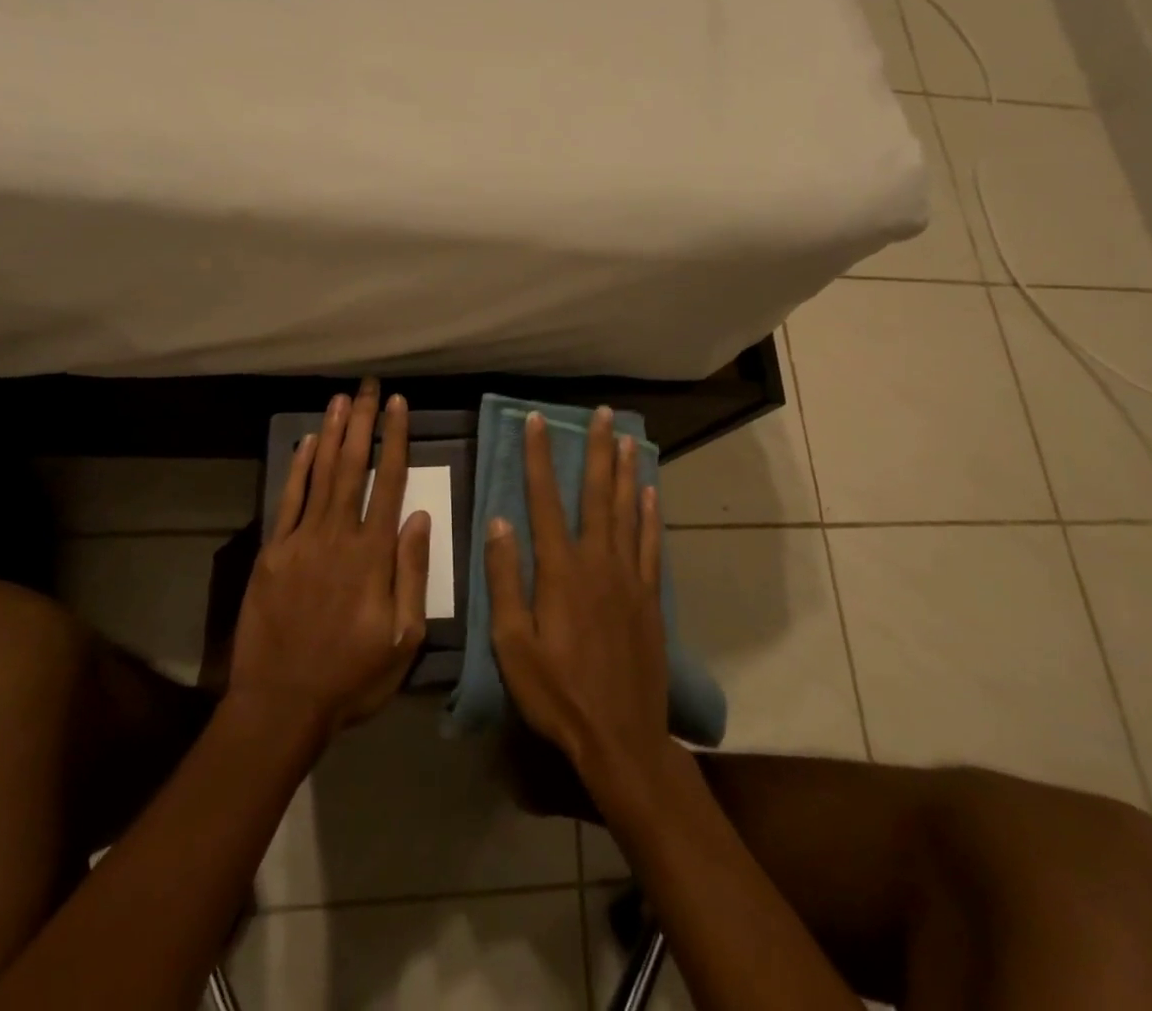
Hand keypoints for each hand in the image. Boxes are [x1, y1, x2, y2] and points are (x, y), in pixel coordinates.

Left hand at [228, 379, 431, 739]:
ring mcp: (301, 540)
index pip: (388, 482)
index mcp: (373, 554)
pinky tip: (306, 442)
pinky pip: (288, 500)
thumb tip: (420, 516)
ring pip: (320, 474)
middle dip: (363, 422)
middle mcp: (337, 535)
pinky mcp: (272, 552)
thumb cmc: (352, 676)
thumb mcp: (403, 638)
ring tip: (342, 399)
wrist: (281, 704)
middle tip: (369, 386)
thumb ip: (412, 573)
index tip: (399, 405)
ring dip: (332, 433)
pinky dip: (298, 468)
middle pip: (353, 466)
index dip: (395, 440)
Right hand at [485, 408, 677, 810]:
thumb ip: (505, 580)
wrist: (621, 737)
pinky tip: (651, 493)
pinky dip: (651, 516)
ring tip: (629, 438)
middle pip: (597, 494)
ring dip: (627, 472)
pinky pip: (651, 545)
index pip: (544, 500)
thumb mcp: (512, 644)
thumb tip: (499, 521)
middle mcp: (598, 562)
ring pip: (628, 511)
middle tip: (604, 414)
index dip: (539, 457)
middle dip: (598, 450)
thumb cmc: (557, 694)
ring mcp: (629, 578)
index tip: (537, 420)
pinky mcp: (650, 598)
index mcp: (560, 571)